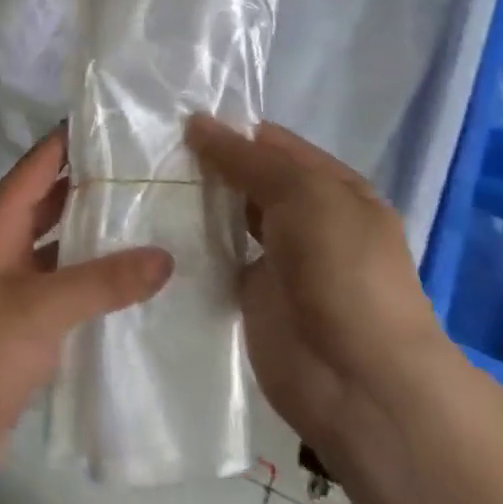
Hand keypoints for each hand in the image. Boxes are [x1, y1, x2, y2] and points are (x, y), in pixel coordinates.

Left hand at [0, 130, 173, 494]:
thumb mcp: (40, 308)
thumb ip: (103, 280)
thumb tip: (166, 256)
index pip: (39, 163)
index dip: (73, 139)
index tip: (121, 122)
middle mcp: (0, 246)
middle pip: (50, 203)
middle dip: (94, 188)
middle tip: (152, 173)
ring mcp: (7, 288)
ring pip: (57, 249)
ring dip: (94, 239)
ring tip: (152, 223)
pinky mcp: (17, 329)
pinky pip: (59, 292)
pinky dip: (90, 286)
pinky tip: (132, 287)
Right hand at [186, 116, 451, 461]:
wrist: (357, 381)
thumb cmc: (342, 269)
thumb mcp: (304, 193)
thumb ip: (247, 159)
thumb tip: (197, 122)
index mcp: (333, 187)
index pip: (274, 144)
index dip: (231, 131)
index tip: (178, 122)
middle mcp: (308, 218)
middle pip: (250, 179)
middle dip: (209, 165)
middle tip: (153, 151)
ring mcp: (280, 260)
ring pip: (231, 218)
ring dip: (198, 203)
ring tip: (145, 182)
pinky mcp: (253, 296)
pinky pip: (219, 260)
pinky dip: (193, 245)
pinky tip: (154, 229)